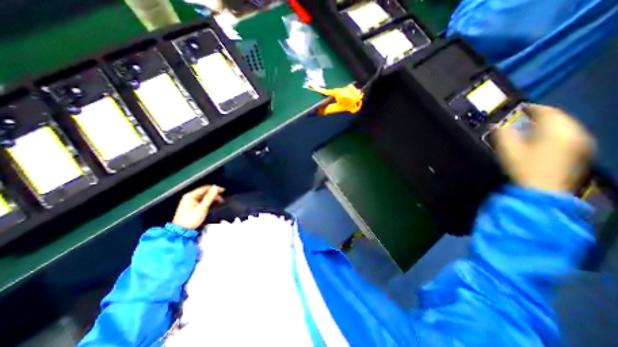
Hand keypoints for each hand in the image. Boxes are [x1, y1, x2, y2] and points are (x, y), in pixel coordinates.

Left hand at [170, 184, 224, 229]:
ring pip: (204, 196)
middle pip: (204, 192)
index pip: (205, 188)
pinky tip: (213, 203)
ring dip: (212, 197)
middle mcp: (189, 196)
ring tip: (219, 201)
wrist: (182, 230)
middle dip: (214, 193)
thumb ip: (209, 197)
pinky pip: (202, 200)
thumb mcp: (202, 208)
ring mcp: (190, 201)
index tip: (223, 190)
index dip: (215, 188)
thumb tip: (215, 188)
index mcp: (190, 196)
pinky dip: (208, 201)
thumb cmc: (191, 219)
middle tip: (222, 197)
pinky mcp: (191, 205)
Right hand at [496, 105, 596, 193]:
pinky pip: (568, 134)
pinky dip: (555, 132)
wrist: (542, 190)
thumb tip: (496, 125)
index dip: (532, 108)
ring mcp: (580, 143)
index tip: (520, 108)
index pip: (547, 111)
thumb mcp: (508, 150)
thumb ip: (502, 134)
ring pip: (565, 126)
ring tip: (532, 126)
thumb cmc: (523, 168)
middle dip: (542, 115)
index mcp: (556, 131)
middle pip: (559, 117)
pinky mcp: (579, 152)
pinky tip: (544, 137)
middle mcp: (574, 133)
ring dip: (549, 123)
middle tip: (525, 116)